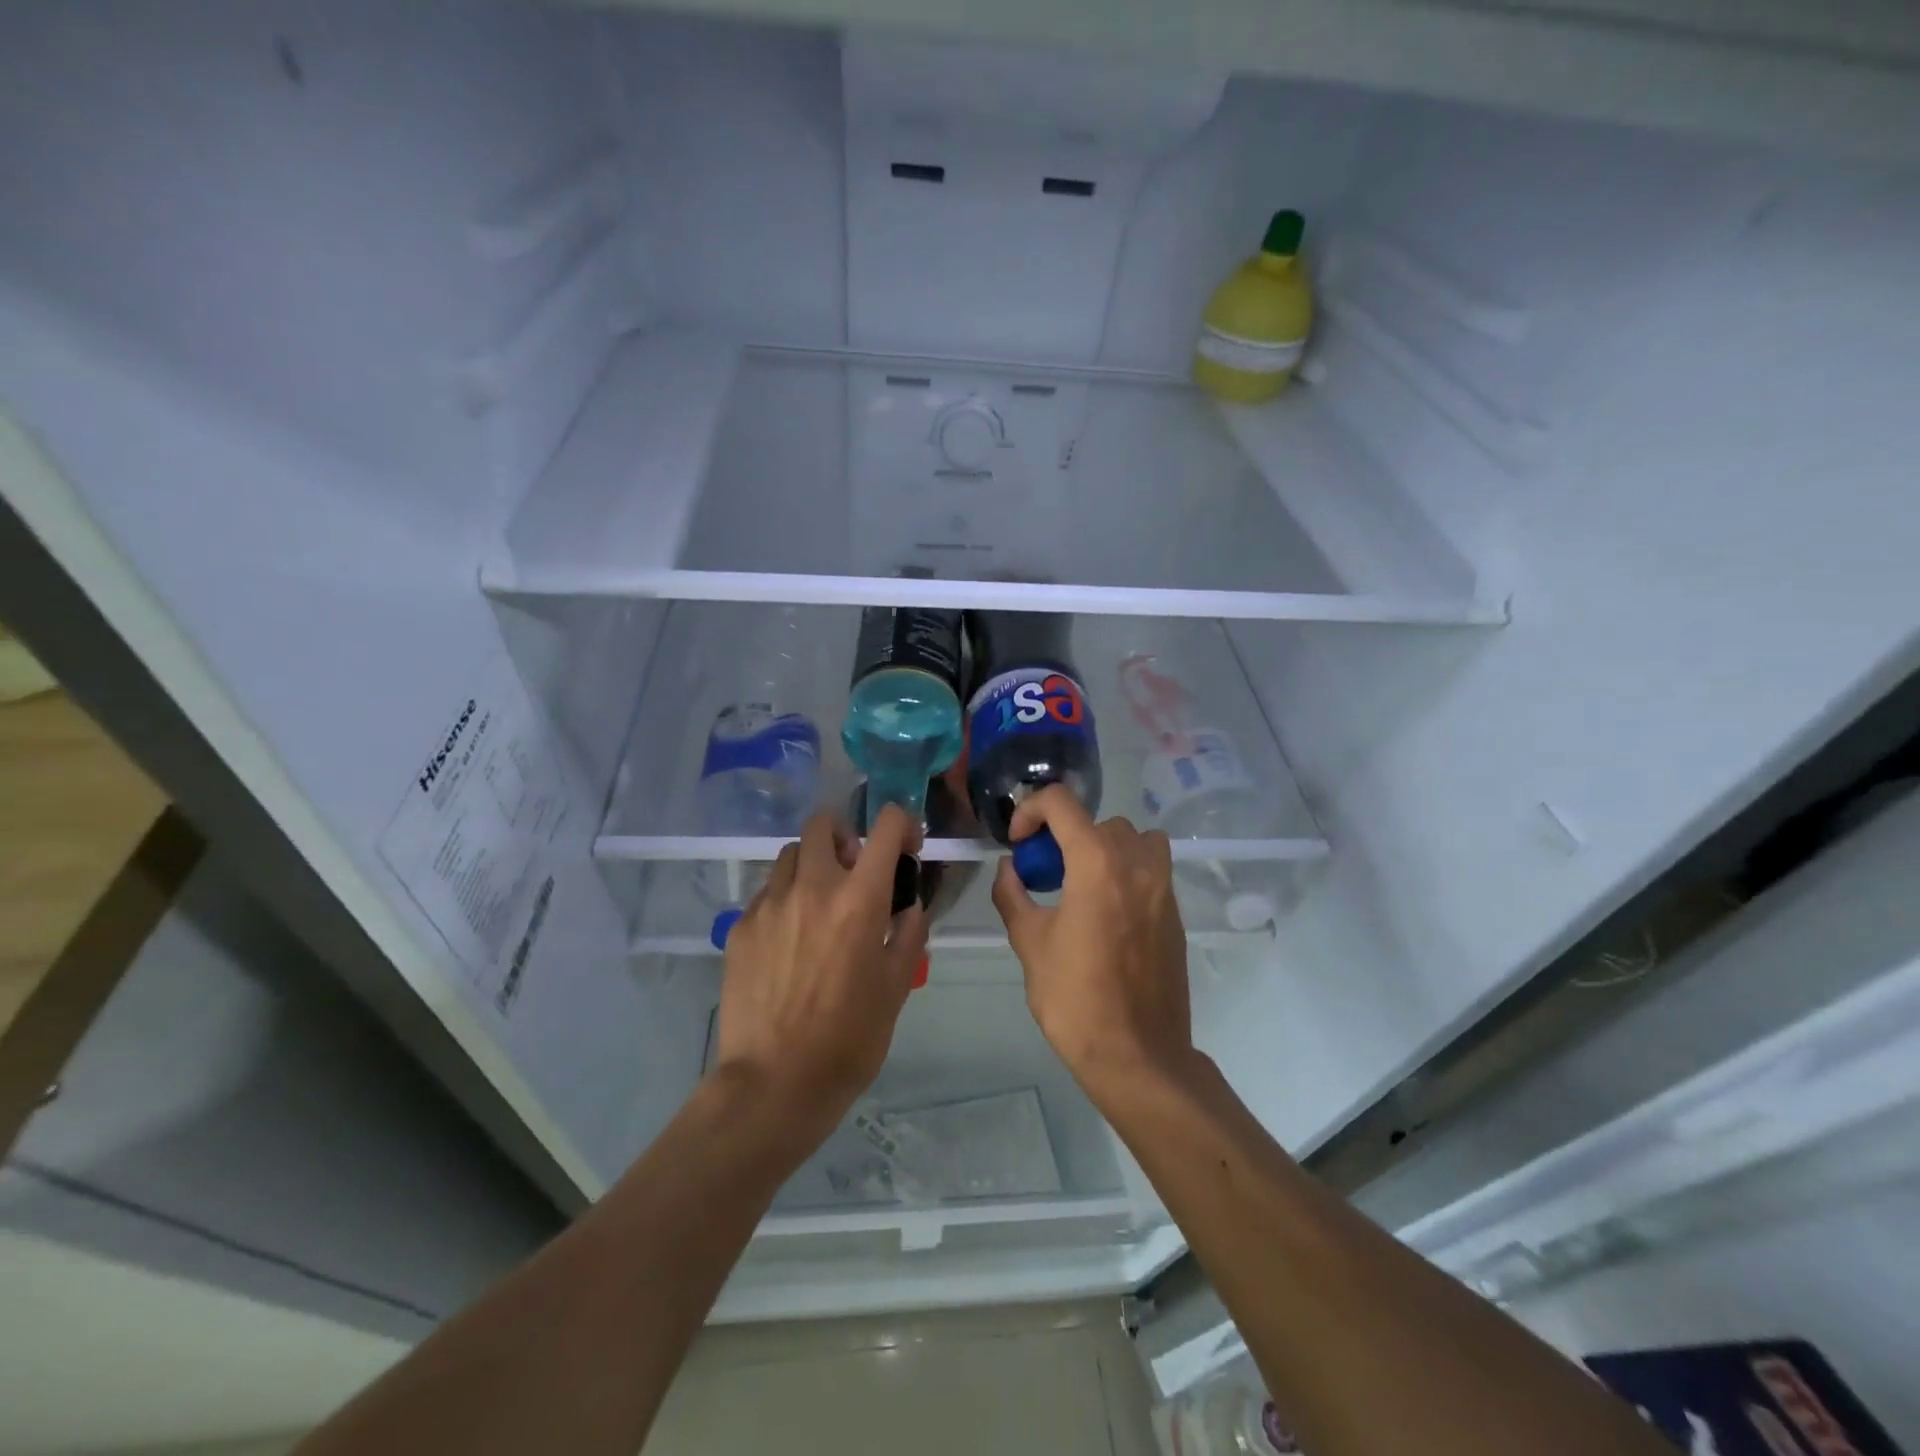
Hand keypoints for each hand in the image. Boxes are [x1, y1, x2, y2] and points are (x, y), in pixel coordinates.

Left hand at [714, 806, 927, 1140]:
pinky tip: (788, 943)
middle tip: (854, 872)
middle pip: (822, 824)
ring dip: (812, 866)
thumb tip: (908, 907)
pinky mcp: (740, 927)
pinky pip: (766, 894)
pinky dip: (784, 901)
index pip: (885, 826)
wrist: (775, 1082)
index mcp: (859, 898)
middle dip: (844, 837)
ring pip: (790, 855)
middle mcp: (812, 886)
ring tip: (818, 906)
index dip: (902, 824)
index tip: (906, 848)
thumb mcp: (896, 987)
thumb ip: (908, 934)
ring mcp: (770, 904)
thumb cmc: (850, 1038)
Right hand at [990, 786, 1194, 1099]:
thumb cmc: (1075, 998)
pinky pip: (1150, 869)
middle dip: (1064, 836)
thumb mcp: (1029, 943)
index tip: (1019, 844)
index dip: (1031, 810)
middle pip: (1097, 821)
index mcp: (1097, 862)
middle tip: (1044, 872)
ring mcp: (1163, 887)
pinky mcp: (1175, 913)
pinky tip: (1105, 914)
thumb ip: (1013, 894)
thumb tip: (1009, 868)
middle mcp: (1137, 863)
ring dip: (1102, 847)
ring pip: (1134, 839)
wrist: (1138, 1055)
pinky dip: (1125, 872)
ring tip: (1080, 883)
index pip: (1061, 802)